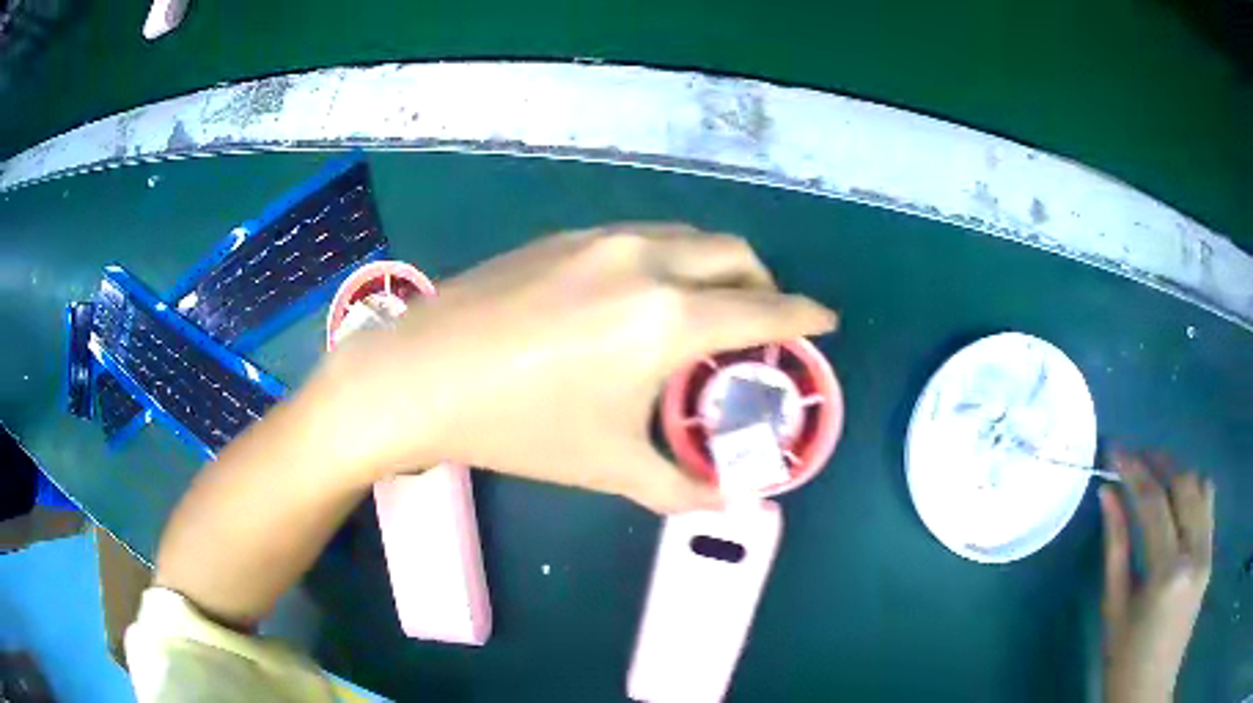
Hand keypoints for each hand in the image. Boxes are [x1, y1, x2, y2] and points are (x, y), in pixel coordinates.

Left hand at [316, 223, 837, 512]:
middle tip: (761, 320)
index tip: (825, 322)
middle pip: (735, 253)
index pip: (765, 309)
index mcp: (667, 319)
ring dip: (714, 264)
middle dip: (764, 282)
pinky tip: (641, 294)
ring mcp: (601, 240)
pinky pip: (641, 236)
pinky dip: (668, 257)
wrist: (420, 375)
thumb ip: (679, 486)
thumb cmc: (518, 427)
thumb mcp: (607, 465)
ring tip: (704, 305)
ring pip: (687, 236)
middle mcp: (646, 262)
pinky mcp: (564, 236)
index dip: (804, 316)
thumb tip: (727, 504)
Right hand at [1100, 451, 1214, 702]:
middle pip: (1183, 483)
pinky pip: (1208, 504)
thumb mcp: (1115, 609)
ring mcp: (1207, 551)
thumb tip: (1108, 495)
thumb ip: (1116, 547)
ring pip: (1201, 486)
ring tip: (1155, 474)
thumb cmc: (1124, 662)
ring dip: (1178, 472)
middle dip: (1158, 462)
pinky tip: (1177, 498)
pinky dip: (1192, 489)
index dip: (1134, 470)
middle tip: (1134, 458)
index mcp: (1166, 573)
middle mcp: (1194, 552)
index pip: (1154, 503)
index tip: (1115, 448)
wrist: (1150, 690)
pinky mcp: (1211, 554)